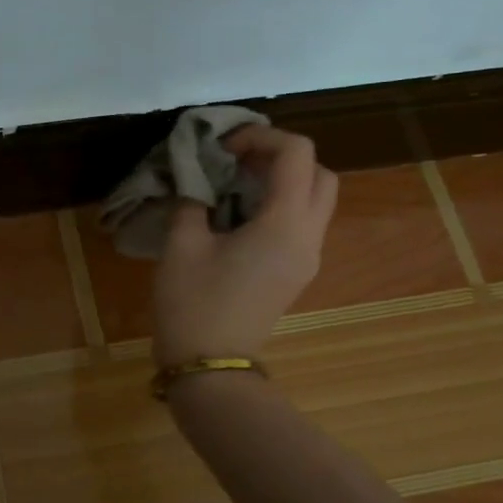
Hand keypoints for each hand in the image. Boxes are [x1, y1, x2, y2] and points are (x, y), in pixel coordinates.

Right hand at [152, 125, 339, 365]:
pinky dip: (278, 204)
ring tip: (233, 184)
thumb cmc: (193, 303)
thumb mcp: (181, 244)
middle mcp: (308, 237)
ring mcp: (306, 258)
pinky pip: (301, 223)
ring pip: (315, 199)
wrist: (209, 366)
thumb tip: (195, 177)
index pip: (296, 154)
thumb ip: (192, 199)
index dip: (260, 136)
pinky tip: (237, 214)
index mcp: (285, 224)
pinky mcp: (295, 273)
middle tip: (235, 161)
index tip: (221, 147)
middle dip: (280, 156)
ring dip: (282, 180)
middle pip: (320, 174)